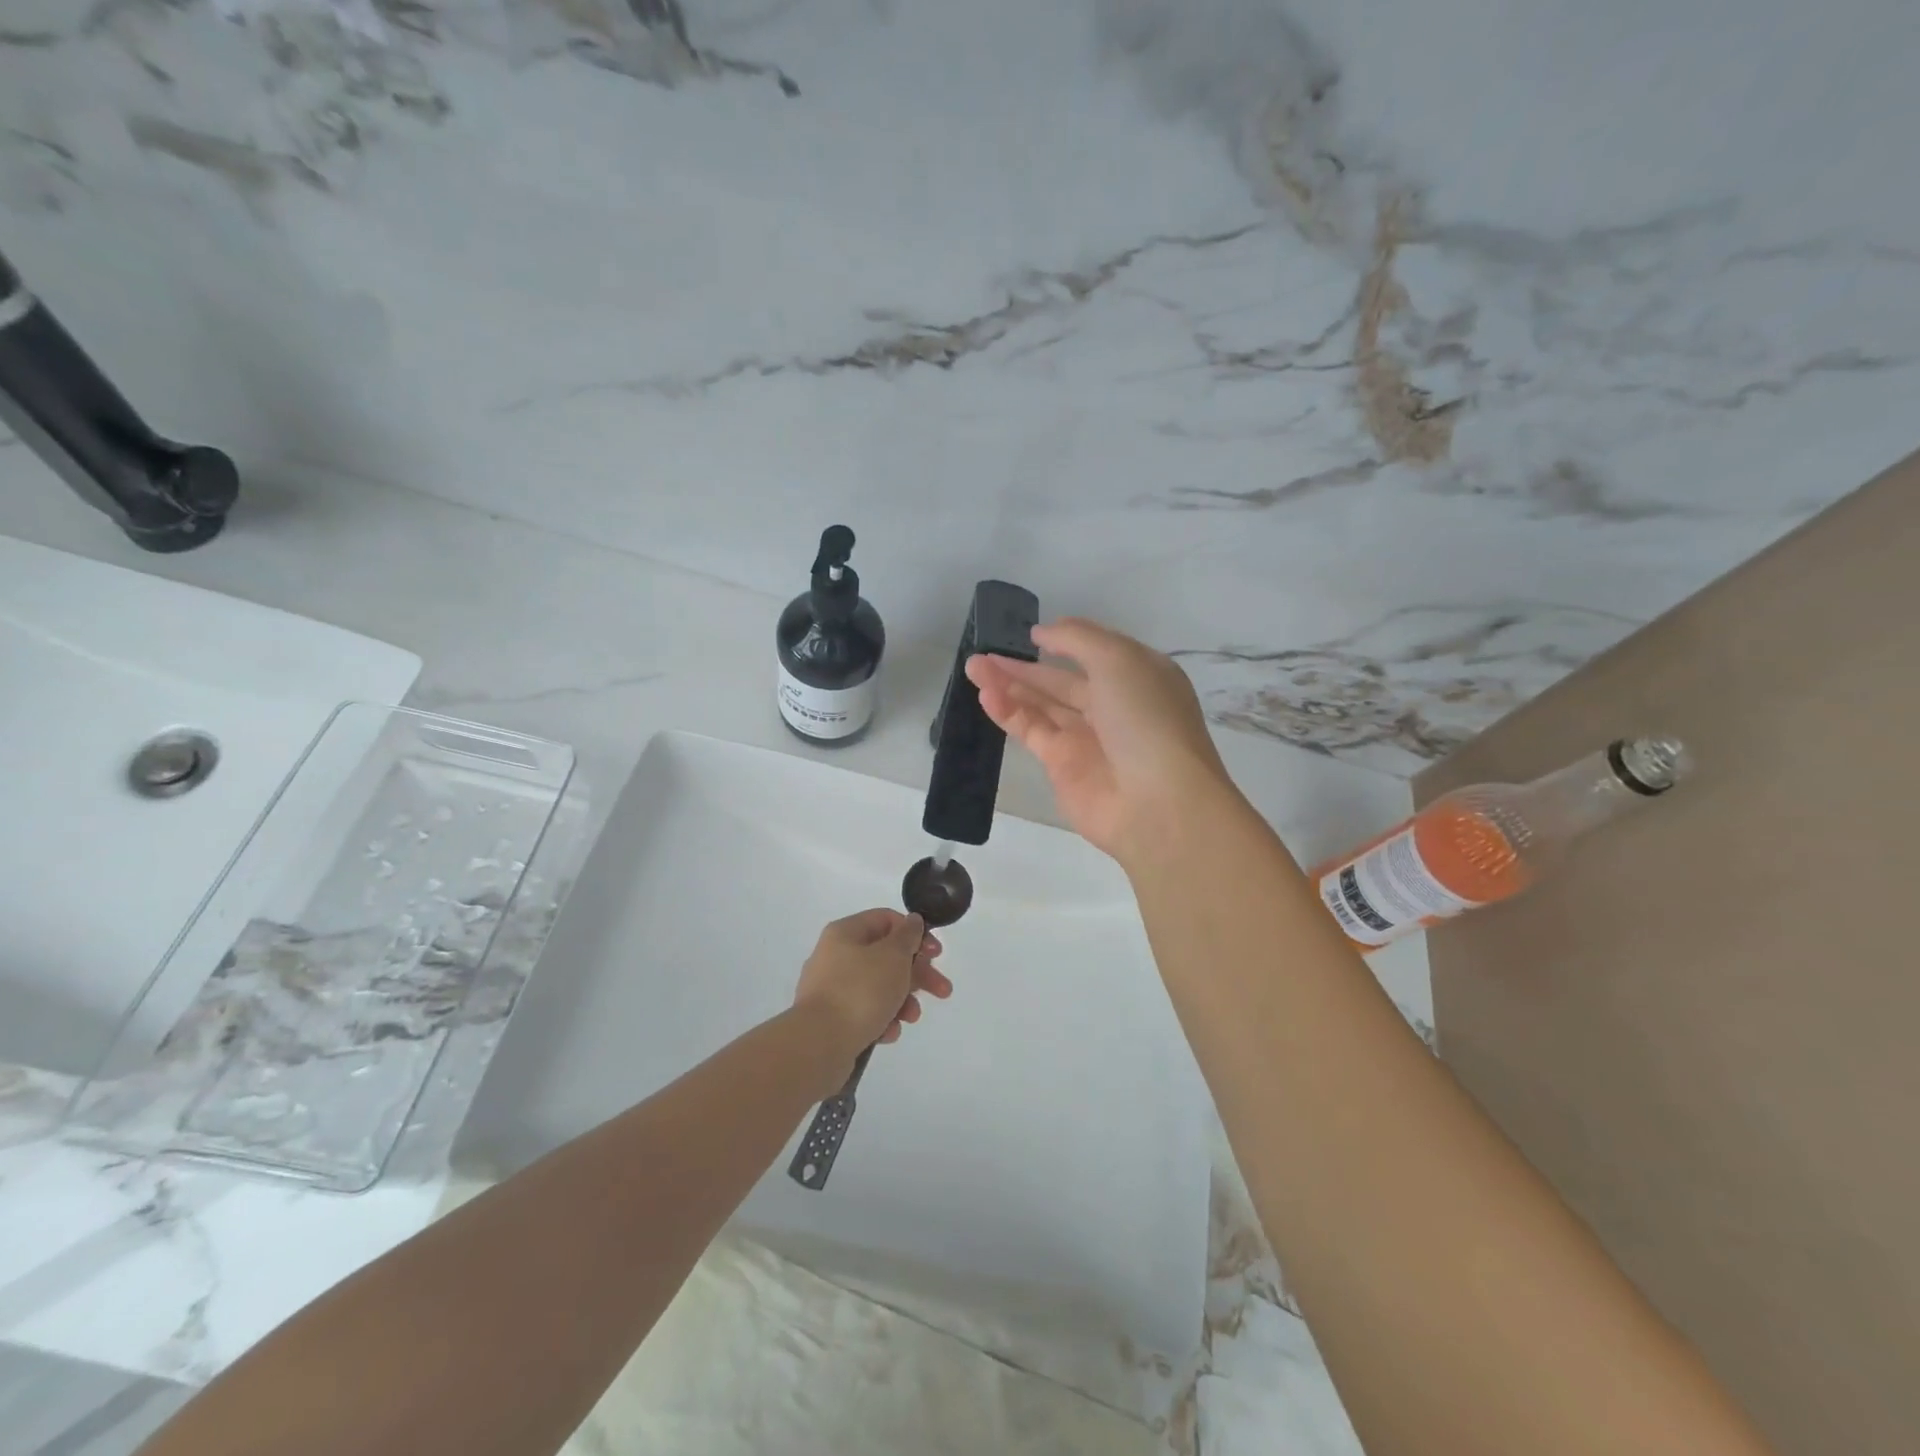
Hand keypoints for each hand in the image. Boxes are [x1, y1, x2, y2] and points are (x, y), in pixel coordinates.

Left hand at [793, 909, 952, 1071]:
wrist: (819, 1044)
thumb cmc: (860, 991)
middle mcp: (835, 956)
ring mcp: (831, 989)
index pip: (886, 920)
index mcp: (845, 933)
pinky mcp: (831, 1019)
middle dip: (917, 974)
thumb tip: (912, 921)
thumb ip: (908, 936)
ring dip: (902, 1000)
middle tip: (942, 990)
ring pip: (878, 987)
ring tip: (911, 1018)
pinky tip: (888, 1033)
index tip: (936, 954)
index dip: (915, 933)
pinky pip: (864, 1012)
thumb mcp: (893, 956)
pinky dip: (881, 1020)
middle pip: (886, 956)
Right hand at [968, 617, 1240, 865]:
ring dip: (1008, 685)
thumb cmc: (1146, 719)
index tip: (1030, 635)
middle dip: (1023, 667)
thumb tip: (1042, 633)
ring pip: (1040, 705)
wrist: (1158, 802)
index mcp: (1137, 676)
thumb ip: (1077, 639)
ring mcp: (1086, 738)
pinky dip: (1008, 712)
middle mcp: (1112, 706)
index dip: (1063, 642)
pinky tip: (985, 695)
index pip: (1094, 653)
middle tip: (983, 653)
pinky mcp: (1061, 766)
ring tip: (973, 667)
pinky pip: (1030, 731)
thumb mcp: (1119, 659)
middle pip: (1060, 681)